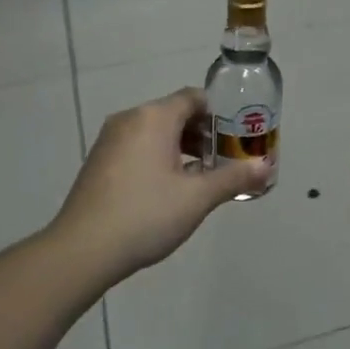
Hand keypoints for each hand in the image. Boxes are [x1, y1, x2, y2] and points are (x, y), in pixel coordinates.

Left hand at [52, 87, 270, 280]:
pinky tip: (169, 190)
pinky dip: (158, 158)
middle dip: (203, 134)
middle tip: (226, 159)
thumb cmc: (146, 214)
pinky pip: (137, 147)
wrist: (82, 250)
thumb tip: (266, 167)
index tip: (238, 137)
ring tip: (202, 177)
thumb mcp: (198, 198)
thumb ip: (234, 178)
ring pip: (155, 132)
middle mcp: (129, 119)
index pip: (193, 98)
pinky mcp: (98, 162)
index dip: (220, 113)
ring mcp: (109, 140)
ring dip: (181, 148)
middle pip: (174, 114)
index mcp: (154, 117)